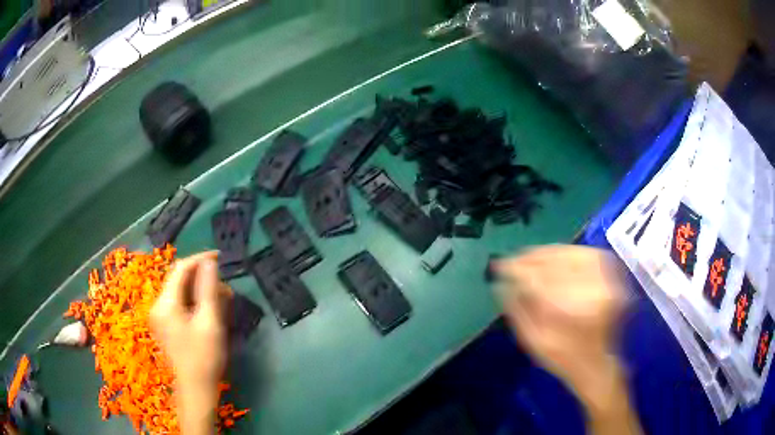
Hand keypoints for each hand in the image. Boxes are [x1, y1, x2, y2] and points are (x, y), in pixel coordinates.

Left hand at [150, 252, 227, 434]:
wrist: (196, 390)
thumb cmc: (204, 358)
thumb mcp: (209, 323)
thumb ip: (208, 290)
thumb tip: (209, 262)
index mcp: (165, 304)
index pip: (180, 269)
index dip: (199, 259)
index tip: (219, 257)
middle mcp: (158, 306)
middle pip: (179, 280)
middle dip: (202, 279)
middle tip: (225, 287)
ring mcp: (160, 317)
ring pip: (180, 292)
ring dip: (200, 291)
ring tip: (222, 300)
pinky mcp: (165, 325)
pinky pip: (179, 304)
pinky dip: (194, 303)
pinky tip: (210, 311)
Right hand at [495, 245, 639, 433]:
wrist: (596, 363)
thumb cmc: (563, 359)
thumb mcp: (534, 342)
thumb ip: (518, 311)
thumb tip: (502, 282)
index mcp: (575, 314)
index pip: (541, 282)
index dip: (518, 271)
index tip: (500, 267)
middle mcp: (595, 291)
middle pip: (556, 264)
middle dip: (530, 261)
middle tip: (510, 260)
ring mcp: (607, 279)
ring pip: (571, 254)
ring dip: (545, 254)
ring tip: (526, 257)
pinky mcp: (612, 273)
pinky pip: (584, 253)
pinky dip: (565, 252)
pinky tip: (550, 256)